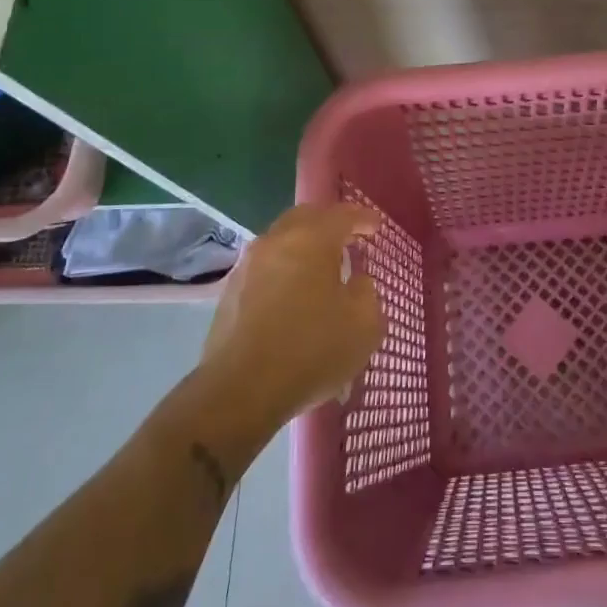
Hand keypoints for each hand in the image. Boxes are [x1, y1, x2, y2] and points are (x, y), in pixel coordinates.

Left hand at [186, 204, 384, 439]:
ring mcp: (248, 265)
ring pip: (281, 240)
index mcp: (312, 239)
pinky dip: (285, 268)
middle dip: (329, 223)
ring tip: (321, 266)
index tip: (376, 227)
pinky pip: (266, 266)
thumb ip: (367, 294)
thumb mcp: (364, 325)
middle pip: (306, 217)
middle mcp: (277, 241)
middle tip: (348, 237)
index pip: (343, 215)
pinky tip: (294, 292)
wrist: (240, 391)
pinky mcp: (230, 292)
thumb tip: (357, 283)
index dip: (363, 218)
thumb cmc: (311, 350)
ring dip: (304, 245)